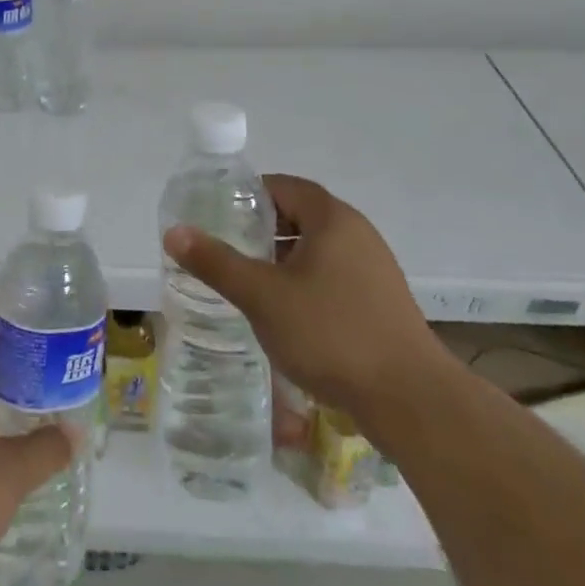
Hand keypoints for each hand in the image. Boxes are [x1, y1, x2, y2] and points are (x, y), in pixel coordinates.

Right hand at [163, 173, 444, 418]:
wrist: (410, 399)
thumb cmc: (331, 334)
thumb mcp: (262, 296)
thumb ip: (216, 262)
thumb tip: (174, 232)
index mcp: (332, 218)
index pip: (285, 186)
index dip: (251, 195)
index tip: (221, 216)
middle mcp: (358, 233)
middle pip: (301, 216)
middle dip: (263, 231)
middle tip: (229, 251)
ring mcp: (375, 268)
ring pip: (318, 249)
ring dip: (284, 260)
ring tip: (252, 285)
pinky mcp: (382, 301)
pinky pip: (335, 276)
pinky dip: (307, 283)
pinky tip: (289, 316)